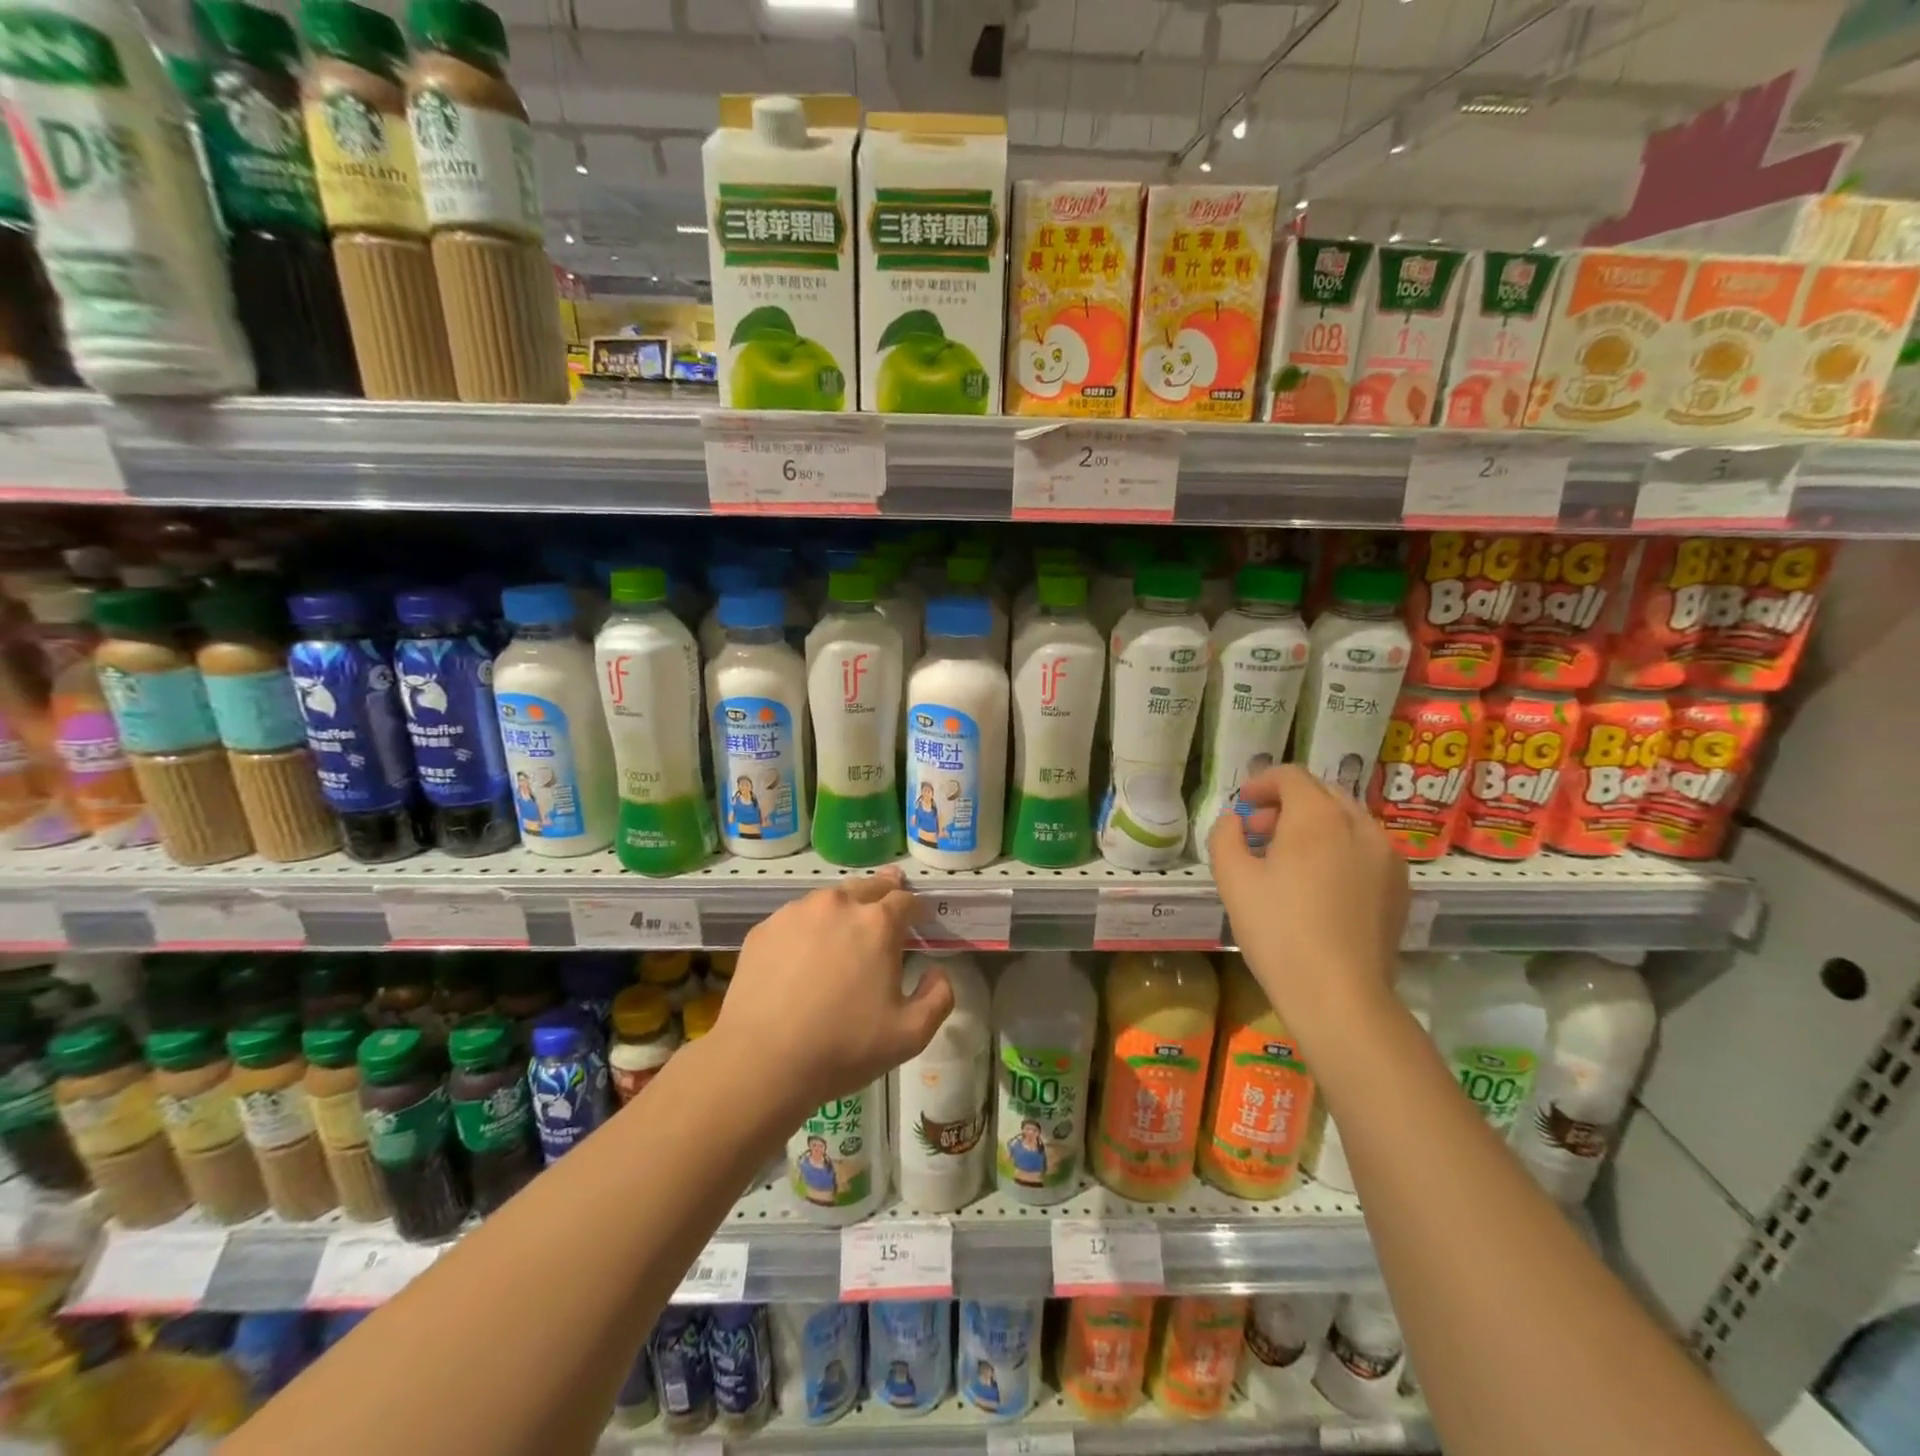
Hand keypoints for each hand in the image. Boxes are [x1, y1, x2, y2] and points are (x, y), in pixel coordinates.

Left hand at [715, 867, 954, 1117]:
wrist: (761, 1061)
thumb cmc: (843, 1047)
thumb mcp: (911, 1035)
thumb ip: (939, 997)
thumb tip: (936, 972)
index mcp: (878, 923)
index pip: (905, 900)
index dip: (916, 907)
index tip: (919, 918)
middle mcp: (838, 904)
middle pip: (868, 886)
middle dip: (884, 892)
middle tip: (888, 902)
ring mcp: (796, 913)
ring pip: (829, 899)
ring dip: (844, 907)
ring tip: (845, 928)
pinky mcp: (764, 929)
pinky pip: (796, 918)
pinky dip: (808, 927)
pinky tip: (804, 952)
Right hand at [1208, 766, 1409, 1036]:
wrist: (1340, 995)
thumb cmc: (1278, 931)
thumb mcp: (1232, 879)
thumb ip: (1226, 835)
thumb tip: (1236, 820)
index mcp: (1317, 817)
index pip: (1291, 776)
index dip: (1262, 783)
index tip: (1243, 805)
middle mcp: (1360, 825)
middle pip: (1323, 793)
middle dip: (1288, 802)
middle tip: (1260, 830)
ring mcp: (1388, 856)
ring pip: (1348, 819)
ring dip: (1315, 824)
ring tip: (1289, 858)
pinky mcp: (1400, 886)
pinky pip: (1366, 848)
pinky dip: (1339, 848)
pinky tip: (1320, 884)